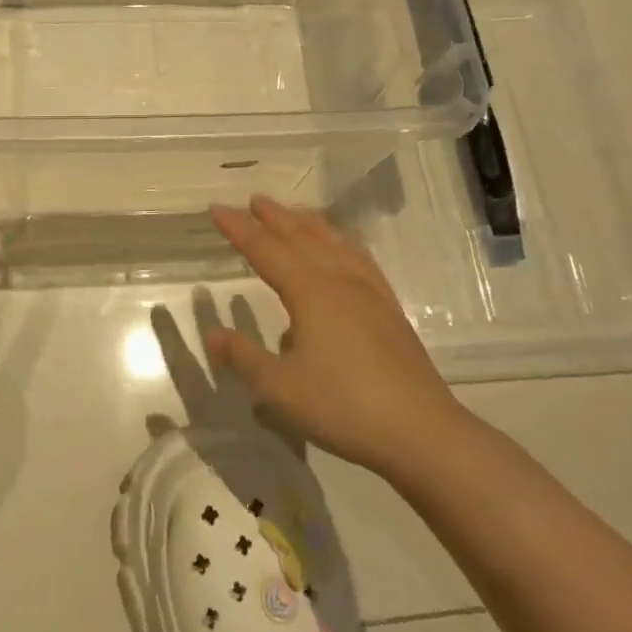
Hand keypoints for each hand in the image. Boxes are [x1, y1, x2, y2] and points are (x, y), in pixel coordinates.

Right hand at [206, 196, 467, 476]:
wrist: (420, 430)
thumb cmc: (342, 406)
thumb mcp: (279, 388)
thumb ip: (243, 357)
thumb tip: (212, 333)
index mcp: (309, 292)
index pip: (265, 249)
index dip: (239, 228)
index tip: (217, 208)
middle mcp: (339, 280)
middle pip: (301, 237)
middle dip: (274, 217)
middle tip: (253, 200)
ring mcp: (369, 291)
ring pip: (333, 242)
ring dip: (308, 224)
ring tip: (294, 213)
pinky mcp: (389, 308)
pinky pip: (360, 258)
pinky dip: (342, 241)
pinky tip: (344, 248)